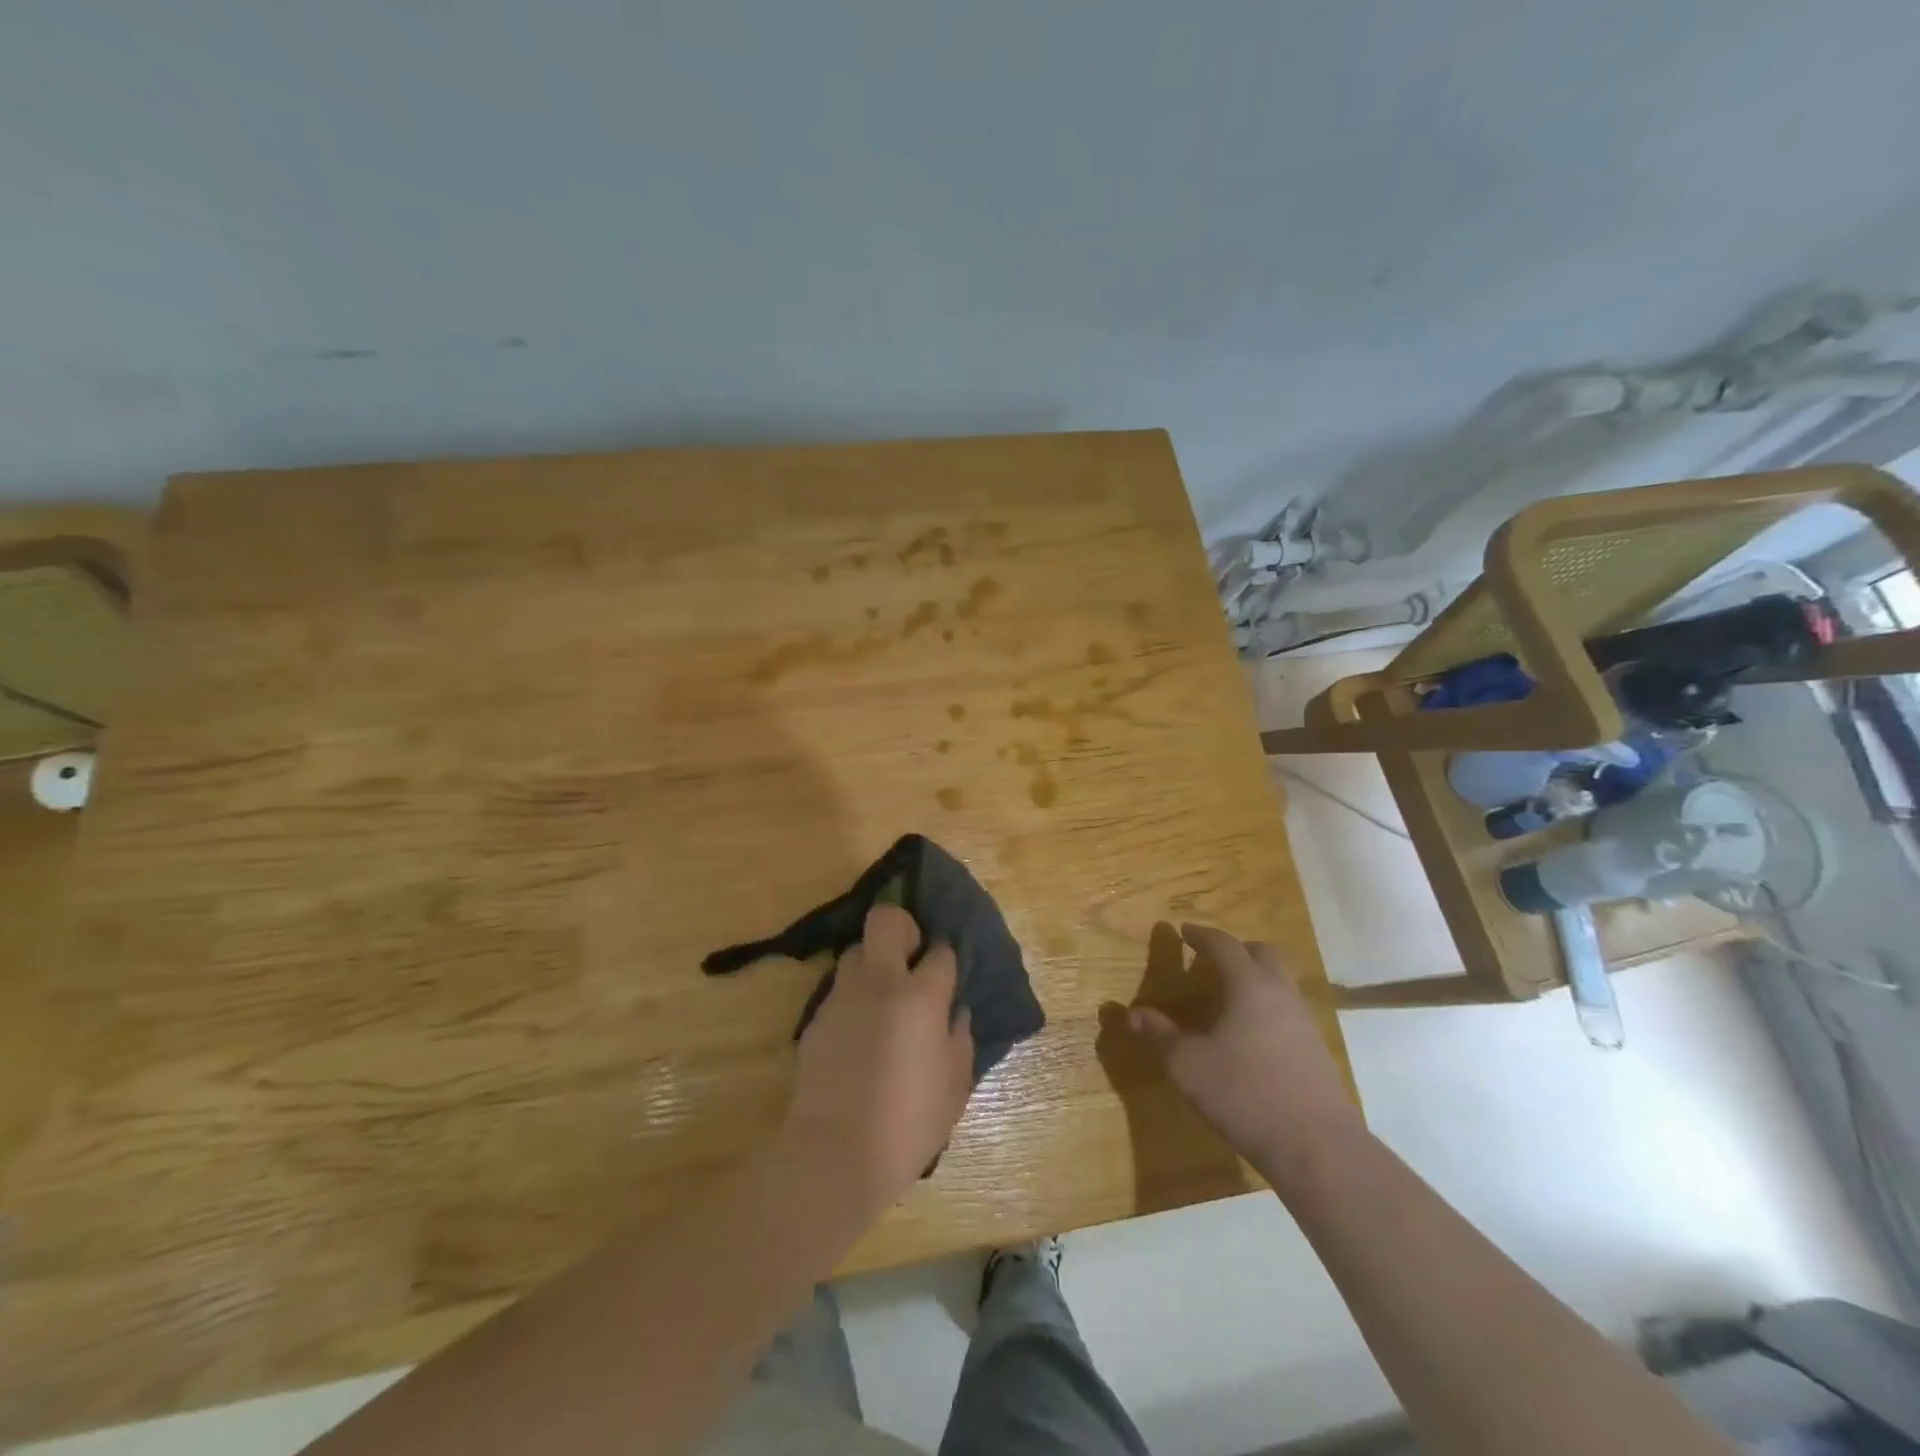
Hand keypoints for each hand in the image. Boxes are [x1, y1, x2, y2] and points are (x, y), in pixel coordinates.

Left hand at [781, 904, 974, 1212]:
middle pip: (886, 920)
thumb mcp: (954, 1086)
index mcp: (921, 996)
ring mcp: (842, 997)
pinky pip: (839, 989)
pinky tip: (860, 1031)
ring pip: (856, 951)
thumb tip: (955, 1012)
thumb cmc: (908, 1123)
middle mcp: (880, 982)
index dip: (946, 957)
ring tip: (883, 996)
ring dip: (873, 962)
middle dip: (902, 926)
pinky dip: (853, 997)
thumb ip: (960, 1039)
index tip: (947, 972)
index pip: (940, 951)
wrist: (834, 1154)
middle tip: (911, 957)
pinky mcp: (817, 1018)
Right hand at [1127, 923, 1362, 1179]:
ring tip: (1230, 996)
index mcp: (1249, 986)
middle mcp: (1280, 995)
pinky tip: (1253, 1035)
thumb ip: (1159, 1036)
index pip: (1224, 945)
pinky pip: (1289, 1012)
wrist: (1318, 1148)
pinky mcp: (1317, 1052)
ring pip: (1281, 982)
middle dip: (1237, 948)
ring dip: (1256, 977)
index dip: (1202, 935)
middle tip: (1213, 957)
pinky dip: (1268, 1007)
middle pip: (1263, 954)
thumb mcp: (1188, 1066)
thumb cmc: (1245, 1094)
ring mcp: (1305, 1023)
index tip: (1184, 931)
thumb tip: (1132, 1014)